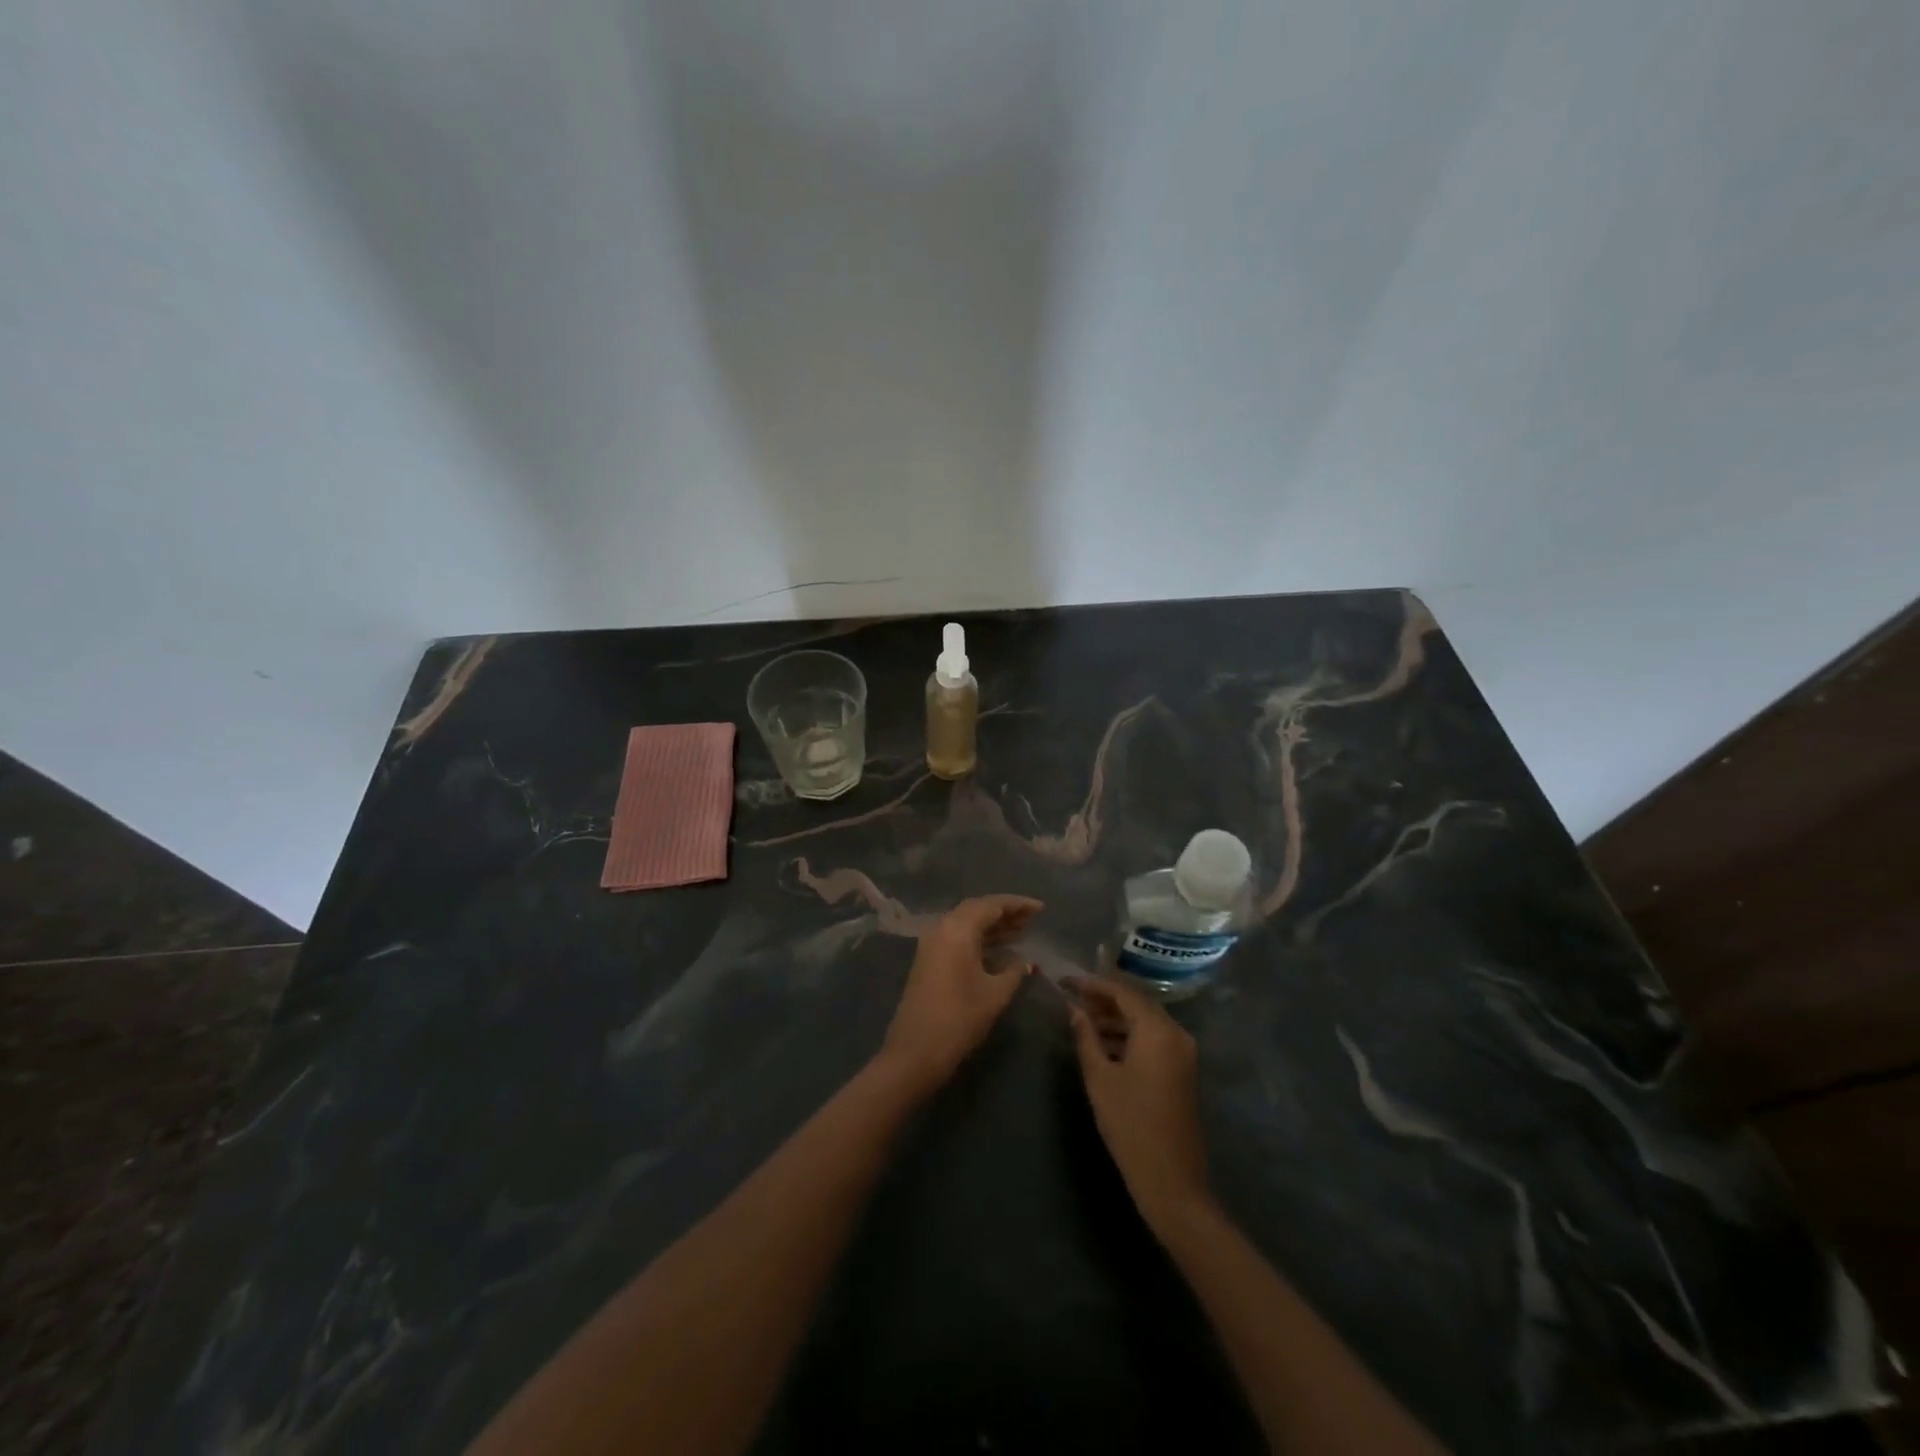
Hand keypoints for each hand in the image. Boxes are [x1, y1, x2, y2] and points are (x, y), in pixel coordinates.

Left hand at [878, 895, 1041, 1094]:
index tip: (1041, 908)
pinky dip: (980, 938)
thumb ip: (1014, 972)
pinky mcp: (929, 960)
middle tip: (1032, 919)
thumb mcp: (995, 994)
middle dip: (1005, 913)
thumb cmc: (960, 1019)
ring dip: (993, 926)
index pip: (991, 905)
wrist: (916, 1052)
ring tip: (1021, 931)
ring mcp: (932, 944)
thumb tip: (1027, 962)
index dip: (1018, 904)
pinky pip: (958, 938)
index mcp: (958, 929)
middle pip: (977, 910)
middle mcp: (942, 928)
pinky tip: (999, 950)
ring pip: (967, 924)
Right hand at [1066, 975, 1210, 1232]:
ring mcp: (1183, 1052)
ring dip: (1115, 1018)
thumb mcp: (1100, 1077)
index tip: (1065, 982)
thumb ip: (1086, 1037)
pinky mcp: (1182, 1070)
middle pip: (1137, 1003)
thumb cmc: (1130, 1125)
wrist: (1171, 1180)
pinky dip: (1129, 1035)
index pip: (1123, 992)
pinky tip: (1104, 1044)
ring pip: (1145, 1021)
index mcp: (1158, 1030)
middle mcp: (1176, 1034)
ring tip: (1082, 1021)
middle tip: (1072, 999)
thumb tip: (1073, 1009)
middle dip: (1104, 999)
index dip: (1092, 984)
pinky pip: (1153, 1039)